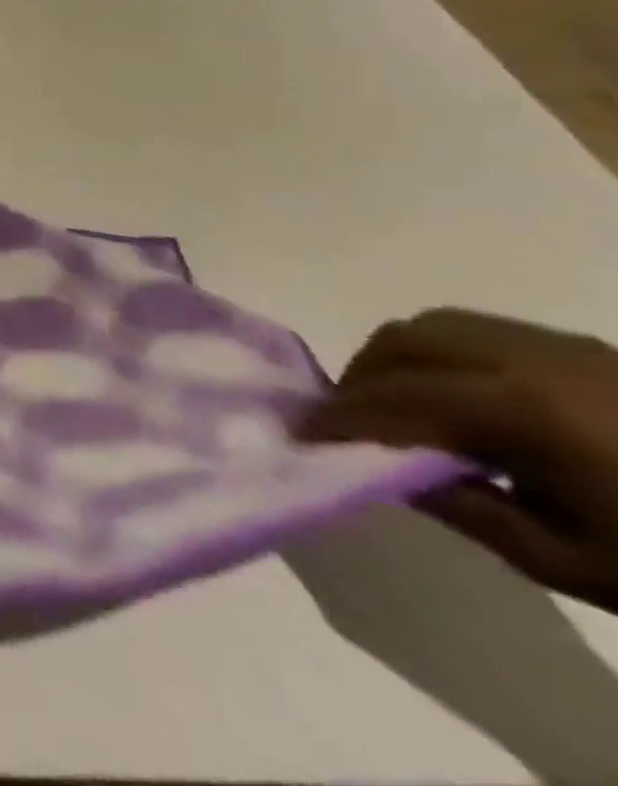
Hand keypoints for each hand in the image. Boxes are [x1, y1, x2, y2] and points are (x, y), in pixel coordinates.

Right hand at [300, 309, 617, 611]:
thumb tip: (386, 471)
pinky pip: (479, 330)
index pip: (396, 399)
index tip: (302, 435)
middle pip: (404, 341)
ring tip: (399, 406)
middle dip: (360, 376)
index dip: (340, 416)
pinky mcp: (585, 348)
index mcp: (524, 410)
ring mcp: (562, 345)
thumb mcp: (572, 562)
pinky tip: (461, 399)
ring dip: (397, 359)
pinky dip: (441, 354)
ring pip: (436, 325)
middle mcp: (531, 358)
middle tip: (349, 421)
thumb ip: (464, 507)